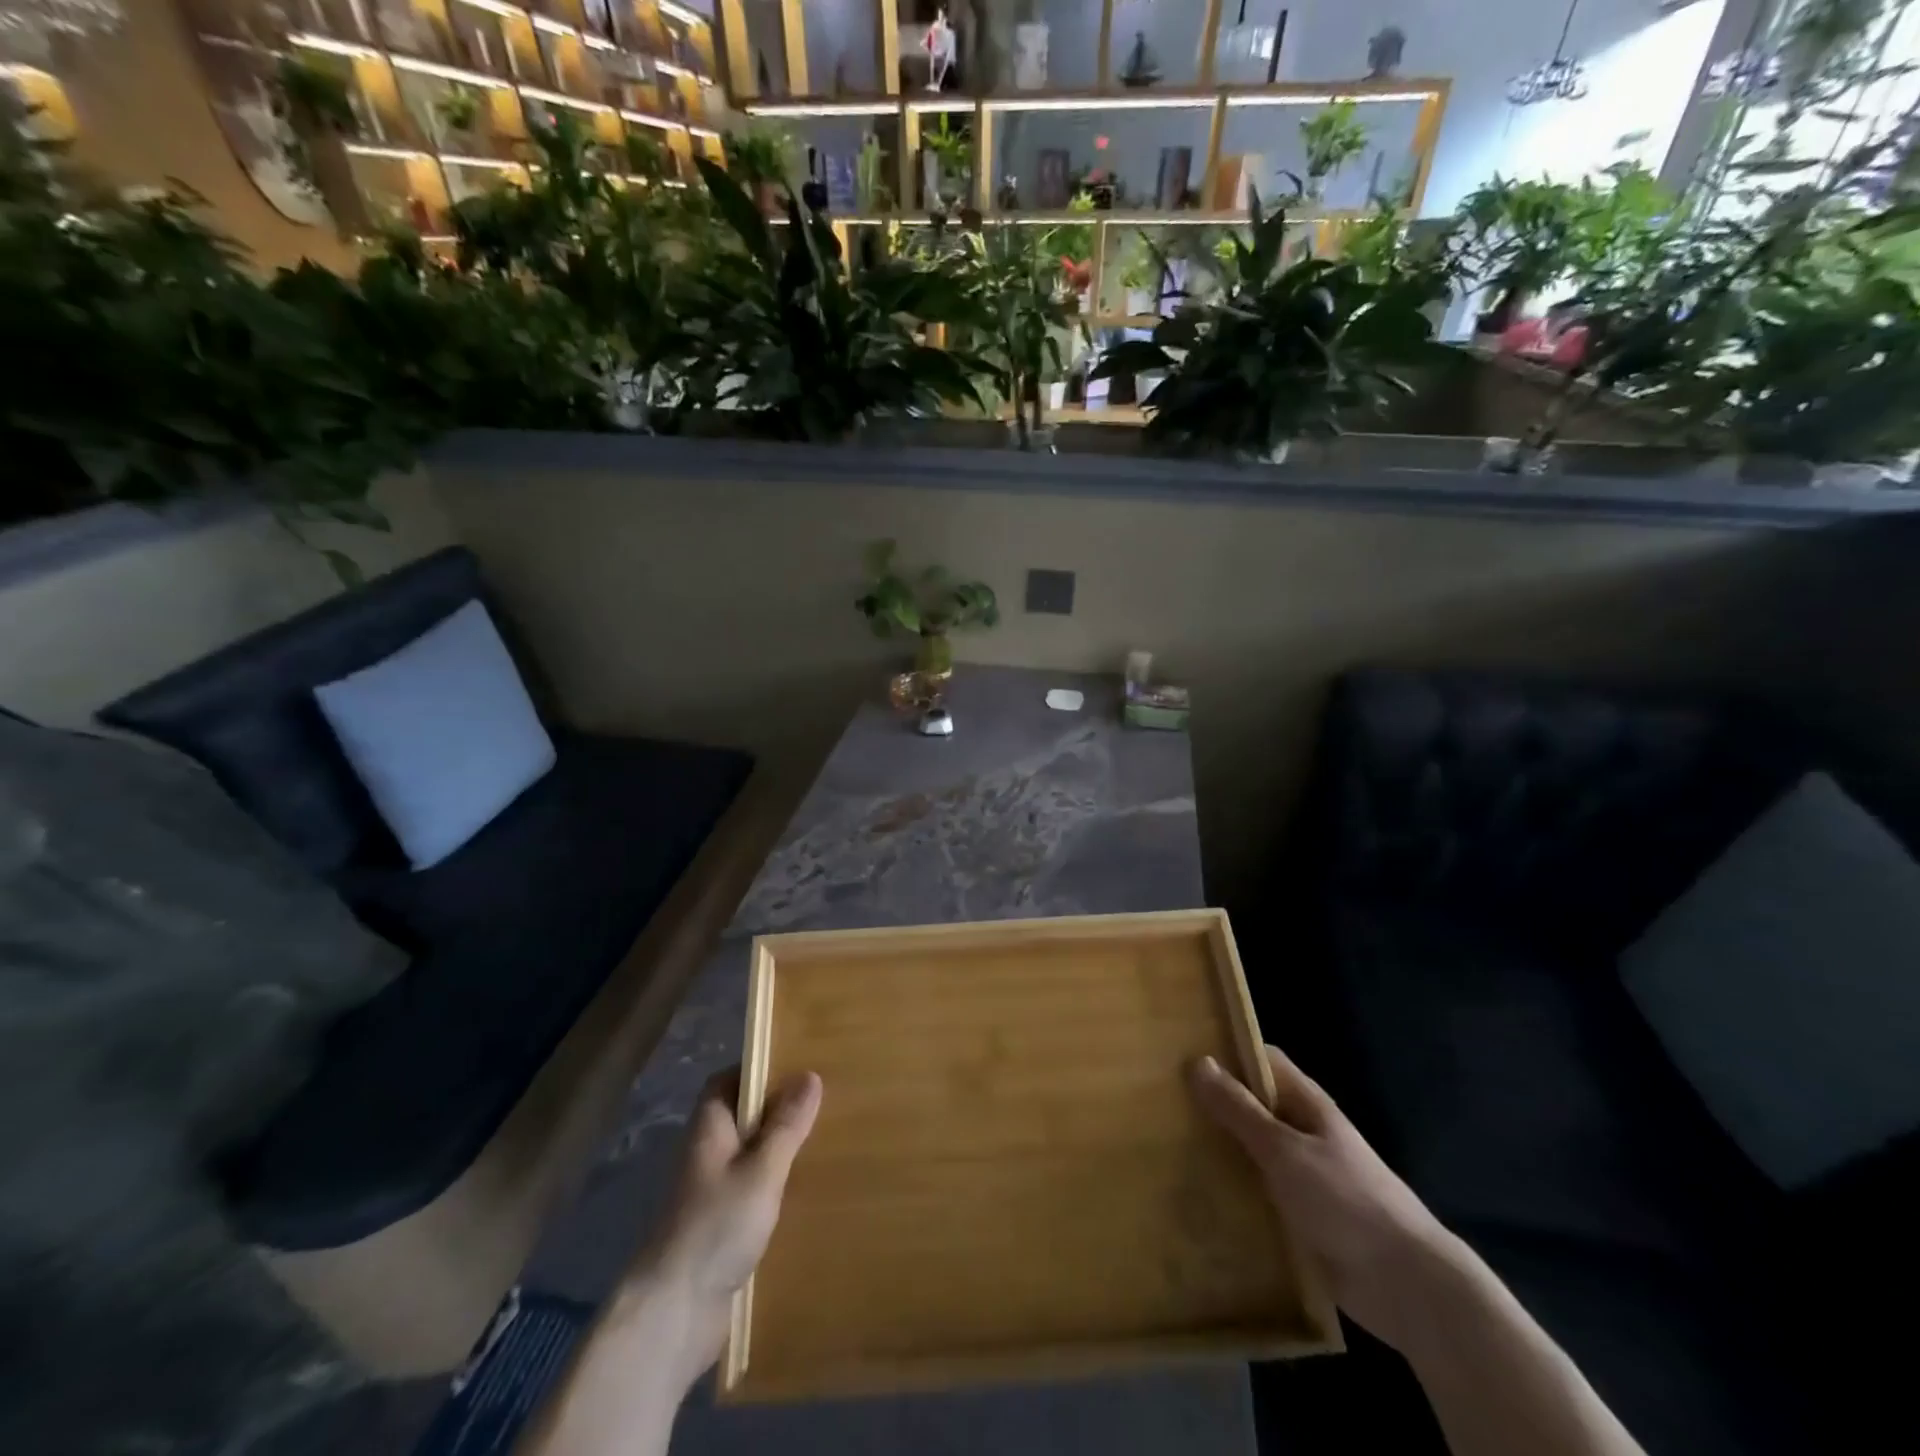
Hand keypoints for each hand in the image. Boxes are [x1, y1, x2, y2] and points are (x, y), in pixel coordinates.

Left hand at [623, 1067, 821, 1390]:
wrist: (673, 1316)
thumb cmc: (715, 1228)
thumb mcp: (762, 1170)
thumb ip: (786, 1125)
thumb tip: (810, 1075)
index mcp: (709, 1129)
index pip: (726, 1081)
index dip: (757, 1069)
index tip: (797, 1064)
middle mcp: (706, 1153)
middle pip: (741, 1116)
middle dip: (776, 1108)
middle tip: (822, 1101)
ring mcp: (710, 1193)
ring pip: (748, 1155)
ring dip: (778, 1148)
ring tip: (822, 1140)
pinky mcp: (719, 1228)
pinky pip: (751, 1190)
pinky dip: (774, 1184)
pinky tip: (804, 1191)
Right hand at [1190, 1045, 1464, 1351]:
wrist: (1407, 1286)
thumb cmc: (1346, 1200)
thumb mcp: (1285, 1149)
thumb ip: (1240, 1109)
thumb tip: (1198, 1061)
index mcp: (1307, 1104)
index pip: (1261, 1061)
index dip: (1226, 1052)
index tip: (1180, 1052)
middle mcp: (1303, 1133)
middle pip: (1252, 1105)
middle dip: (1213, 1102)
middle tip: (1160, 1100)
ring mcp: (1303, 1176)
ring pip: (1251, 1150)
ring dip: (1218, 1148)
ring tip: (1165, 1143)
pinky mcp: (1299, 1216)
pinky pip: (1257, 1191)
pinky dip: (1232, 1188)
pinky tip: (1196, 1192)